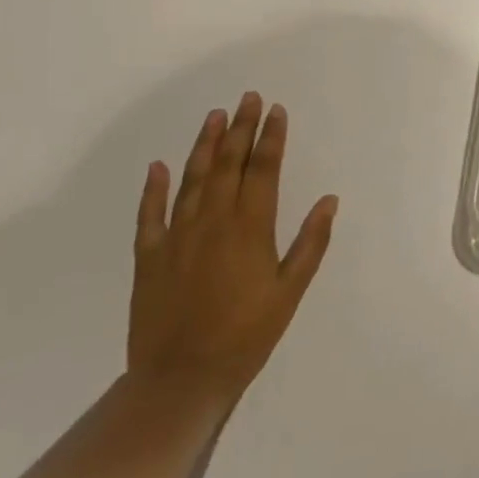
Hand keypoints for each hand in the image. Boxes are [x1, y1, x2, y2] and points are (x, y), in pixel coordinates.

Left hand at [128, 92, 337, 411]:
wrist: (180, 379)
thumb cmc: (247, 334)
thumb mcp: (291, 290)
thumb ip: (311, 242)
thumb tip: (329, 200)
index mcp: (250, 227)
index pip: (263, 170)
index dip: (271, 138)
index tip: (276, 111)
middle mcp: (213, 222)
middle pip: (228, 164)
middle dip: (240, 128)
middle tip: (248, 98)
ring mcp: (177, 237)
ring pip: (192, 179)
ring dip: (205, 145)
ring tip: (214, 116)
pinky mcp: (149, 257)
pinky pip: (150, 215)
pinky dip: (154, 188)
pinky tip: (159, 166)